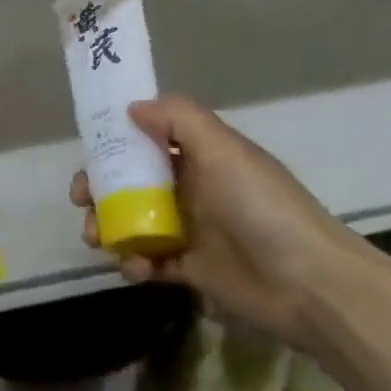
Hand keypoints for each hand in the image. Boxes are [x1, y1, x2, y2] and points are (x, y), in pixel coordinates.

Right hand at [72, 95, 363, 349]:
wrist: (309, 284)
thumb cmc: (261, 207)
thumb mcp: (222, 149)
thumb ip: (178, 118)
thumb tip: (132, 107)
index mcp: (200, 156)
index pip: (148, 140)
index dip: (115, 142)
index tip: (88, 150)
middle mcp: (191, 188)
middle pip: (131, 182)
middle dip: (100, 188)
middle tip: (82, 199)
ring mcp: (189, 230)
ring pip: (133, 221)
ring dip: (108, 227)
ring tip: (97, 238)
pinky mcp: (190, 270)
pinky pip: (148, 261)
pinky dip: (133, 263)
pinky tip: (135, 267)